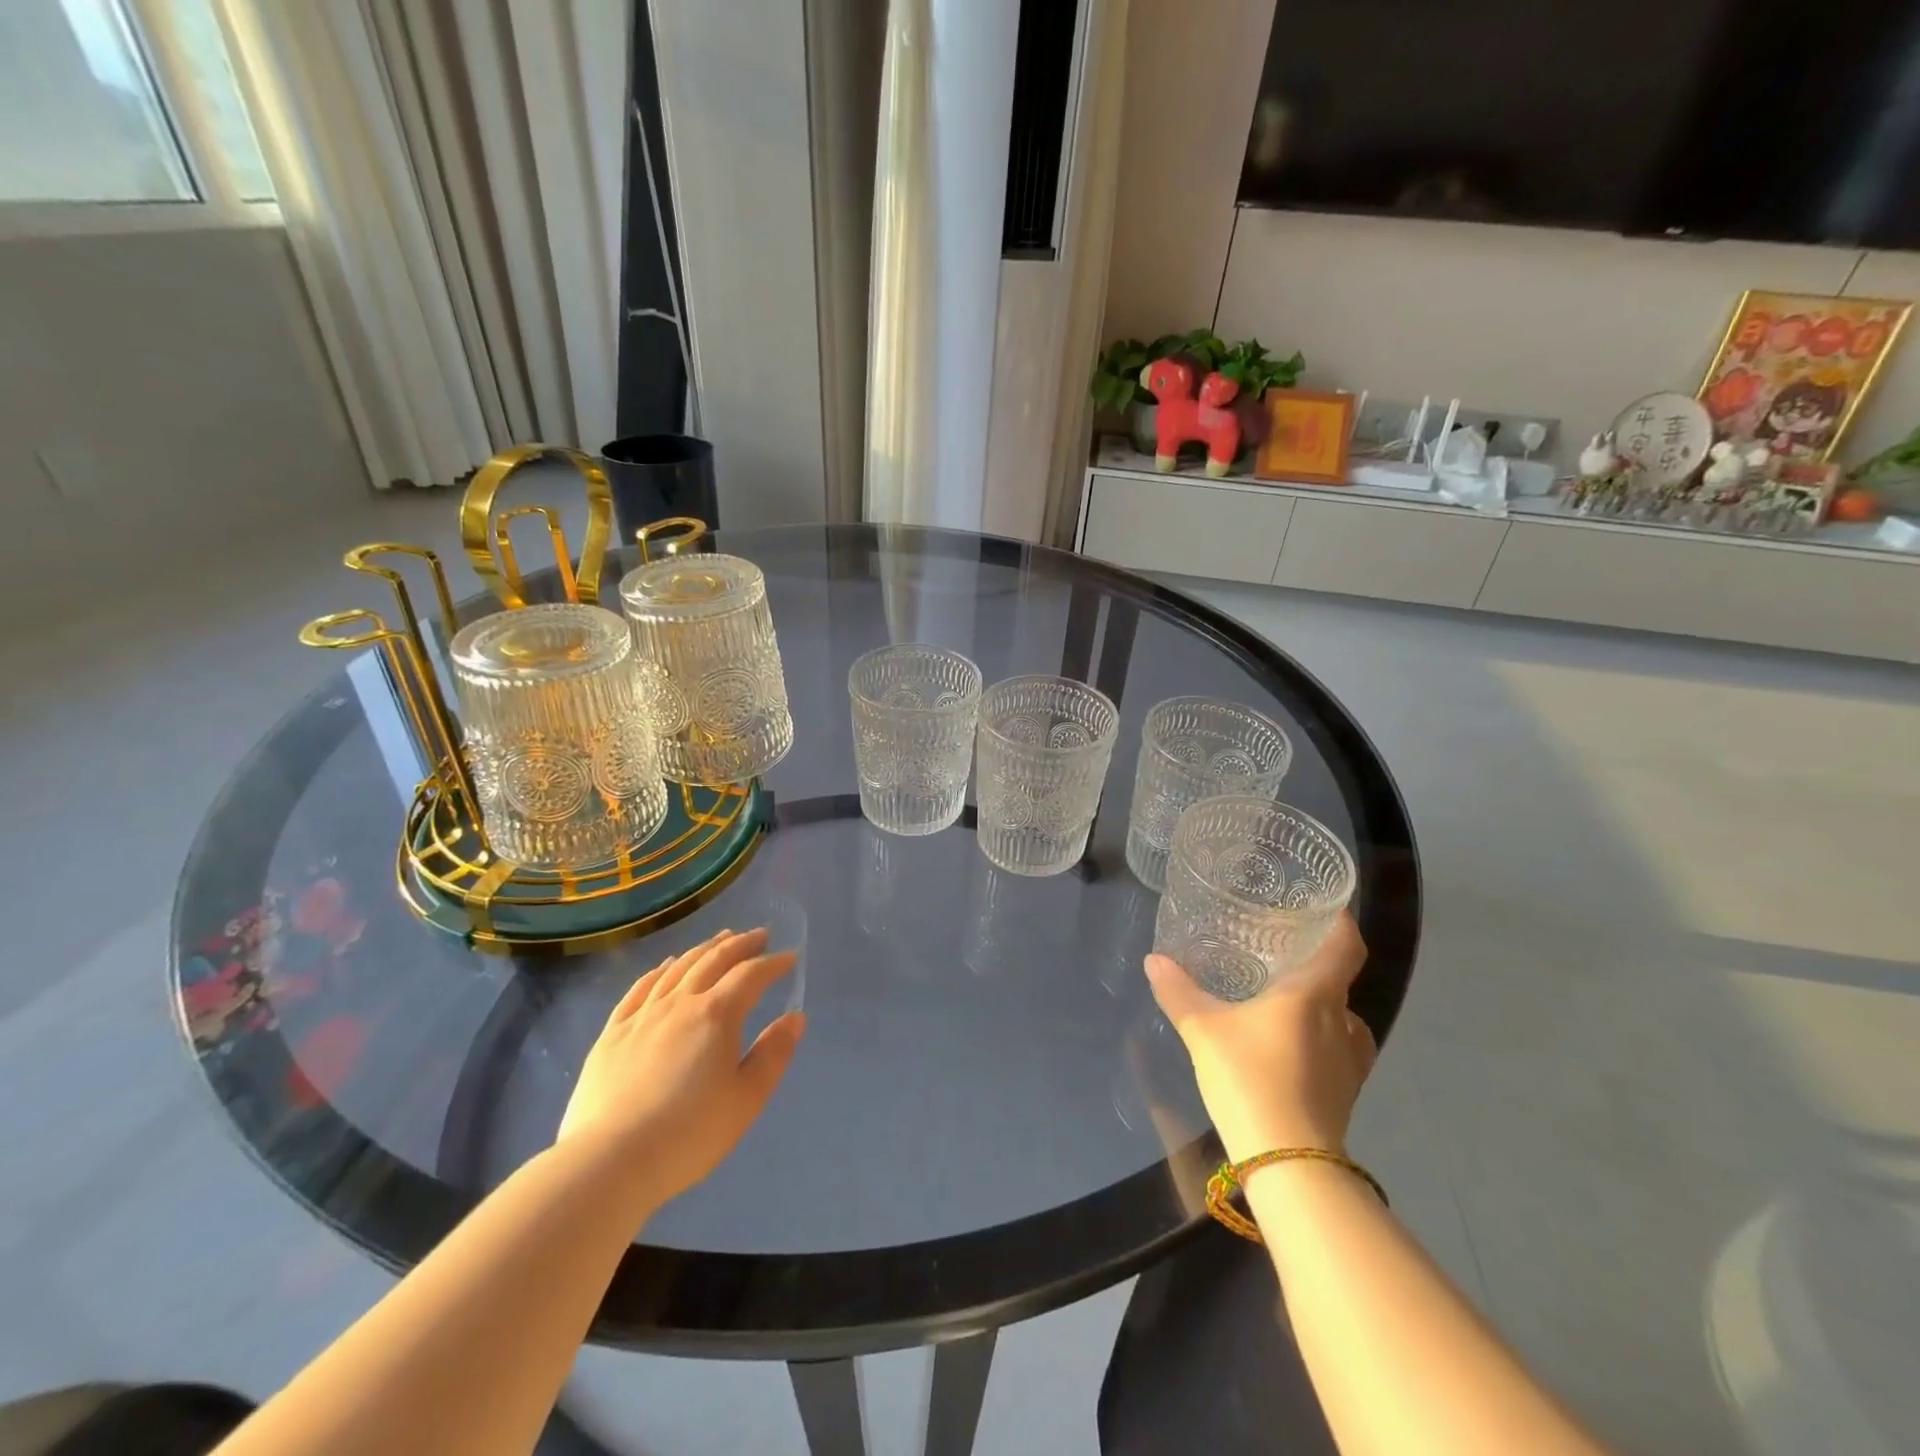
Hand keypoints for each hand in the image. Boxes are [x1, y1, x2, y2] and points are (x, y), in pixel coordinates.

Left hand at [556, 928, 804, 1211]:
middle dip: (740, 944)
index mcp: (717, 1014)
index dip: (773, 963)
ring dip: (703, 949)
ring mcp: (642, 1015)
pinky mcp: (612, 1033)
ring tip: (719, 941)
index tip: (789, 958)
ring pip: (678, 968)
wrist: (610, 1162)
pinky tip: (666, 966)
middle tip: (759, 935)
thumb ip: (773, 1054)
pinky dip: (659, 970)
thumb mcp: (747, 1099)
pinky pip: (640, 988)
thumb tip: (795, 1017)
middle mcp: (680, 1002)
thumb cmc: (690, 1133)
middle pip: (714, 960)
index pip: (751, 975)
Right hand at [1145, 913, 1374, 1161]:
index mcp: (1315, 994)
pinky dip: (1318, 1038)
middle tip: (1279, 954)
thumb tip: (1154, 959)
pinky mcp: (1346, 1092)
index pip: (1346, 946)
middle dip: (1315, 966)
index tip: (1324, 909)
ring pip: (1340, 1018)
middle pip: (1339, 981)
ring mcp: (1350, 1060)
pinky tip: (1288, 1046)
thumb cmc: (1251, 1078)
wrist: (1289, 1163)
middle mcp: (1342, 1021)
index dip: (1341, 924)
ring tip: (1282, 1000)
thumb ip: (1179, 992)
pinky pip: (1337, 1049)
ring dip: (1318, 1006)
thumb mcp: (1203, 1030)